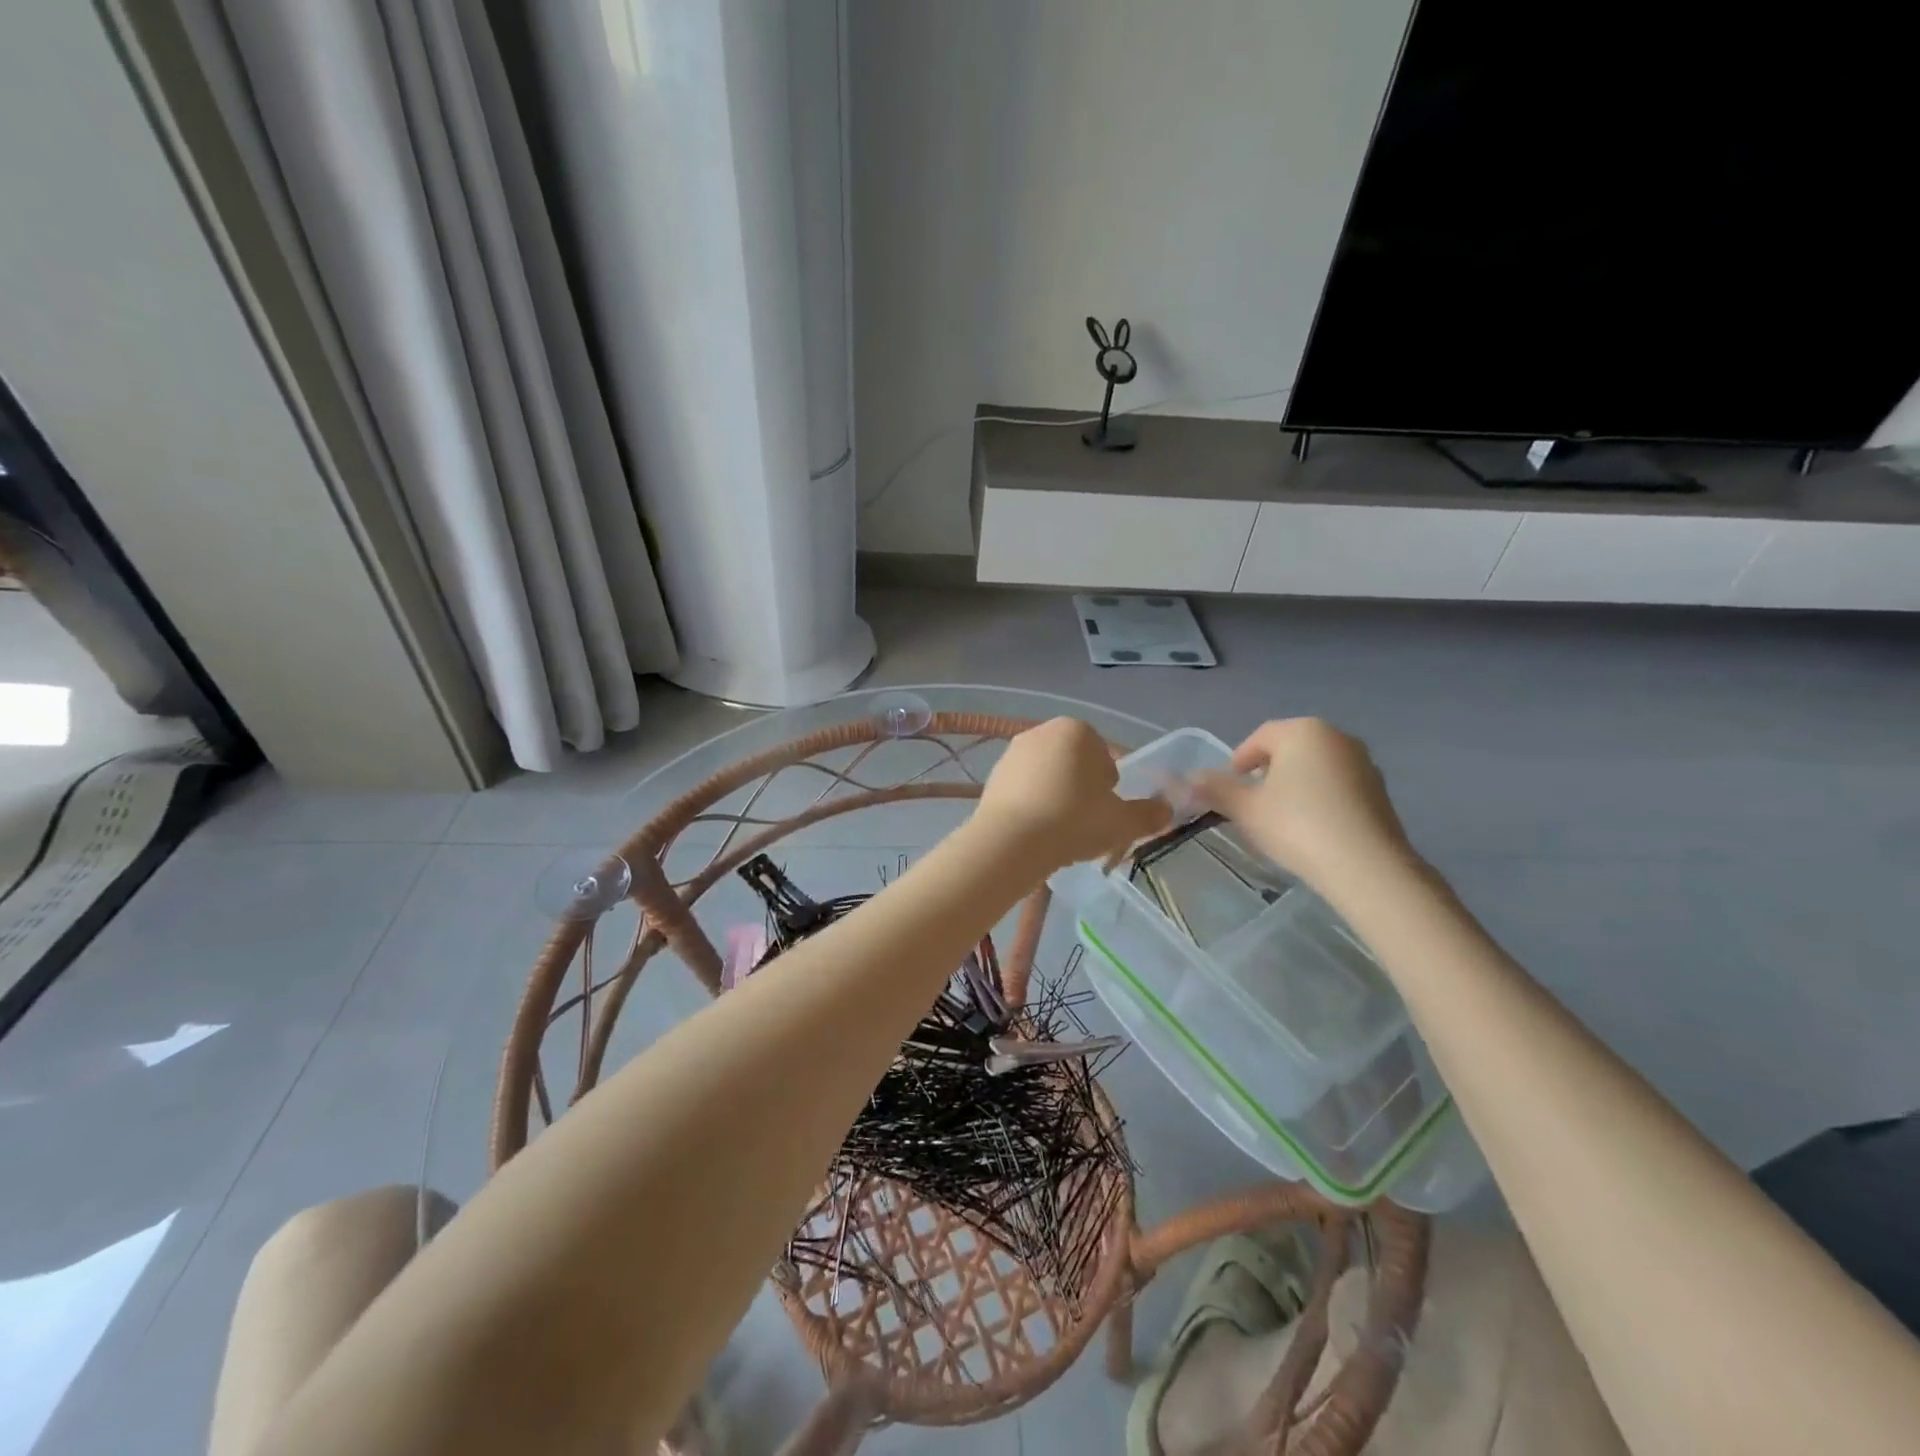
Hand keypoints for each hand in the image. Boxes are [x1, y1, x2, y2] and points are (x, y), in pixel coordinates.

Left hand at [976, 717, 1171, 871]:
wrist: (1010, 841)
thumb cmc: (1073, 821)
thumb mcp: (1121, 822)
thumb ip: (1148, 815)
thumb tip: (1166, 810)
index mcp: (1077, 730)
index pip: (1104, 757)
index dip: (1109, 787)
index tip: (1104, 812)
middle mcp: (1042, 731)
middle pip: (1074, 763)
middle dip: (1082, 789)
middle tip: (1085, 823)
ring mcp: (1013, 752)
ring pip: (1048, 776)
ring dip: (1056, 797)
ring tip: (1059, 831)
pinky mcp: (993, 775)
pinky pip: (1023, 790)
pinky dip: (1032, 805)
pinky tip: (1035, 831)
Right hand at [1195, 719, 1416, 896]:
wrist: (1366, 866)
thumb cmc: (1297, 825)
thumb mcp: (1245, 808)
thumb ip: (1215, 789)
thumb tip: (1190, 779)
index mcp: (1303, 731)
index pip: (1260, 737)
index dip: (1238, 761)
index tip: (1229, 788)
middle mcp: (1337, 737)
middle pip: (1289, 750)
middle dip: (1266, 773)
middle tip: (1251, 804)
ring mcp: (1364, 764)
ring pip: (1314, 768)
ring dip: (1293, 786)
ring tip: (1280, 820)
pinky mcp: (1379, 792)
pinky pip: (1337, 787)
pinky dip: (1319, 800)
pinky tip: (1311, 829)